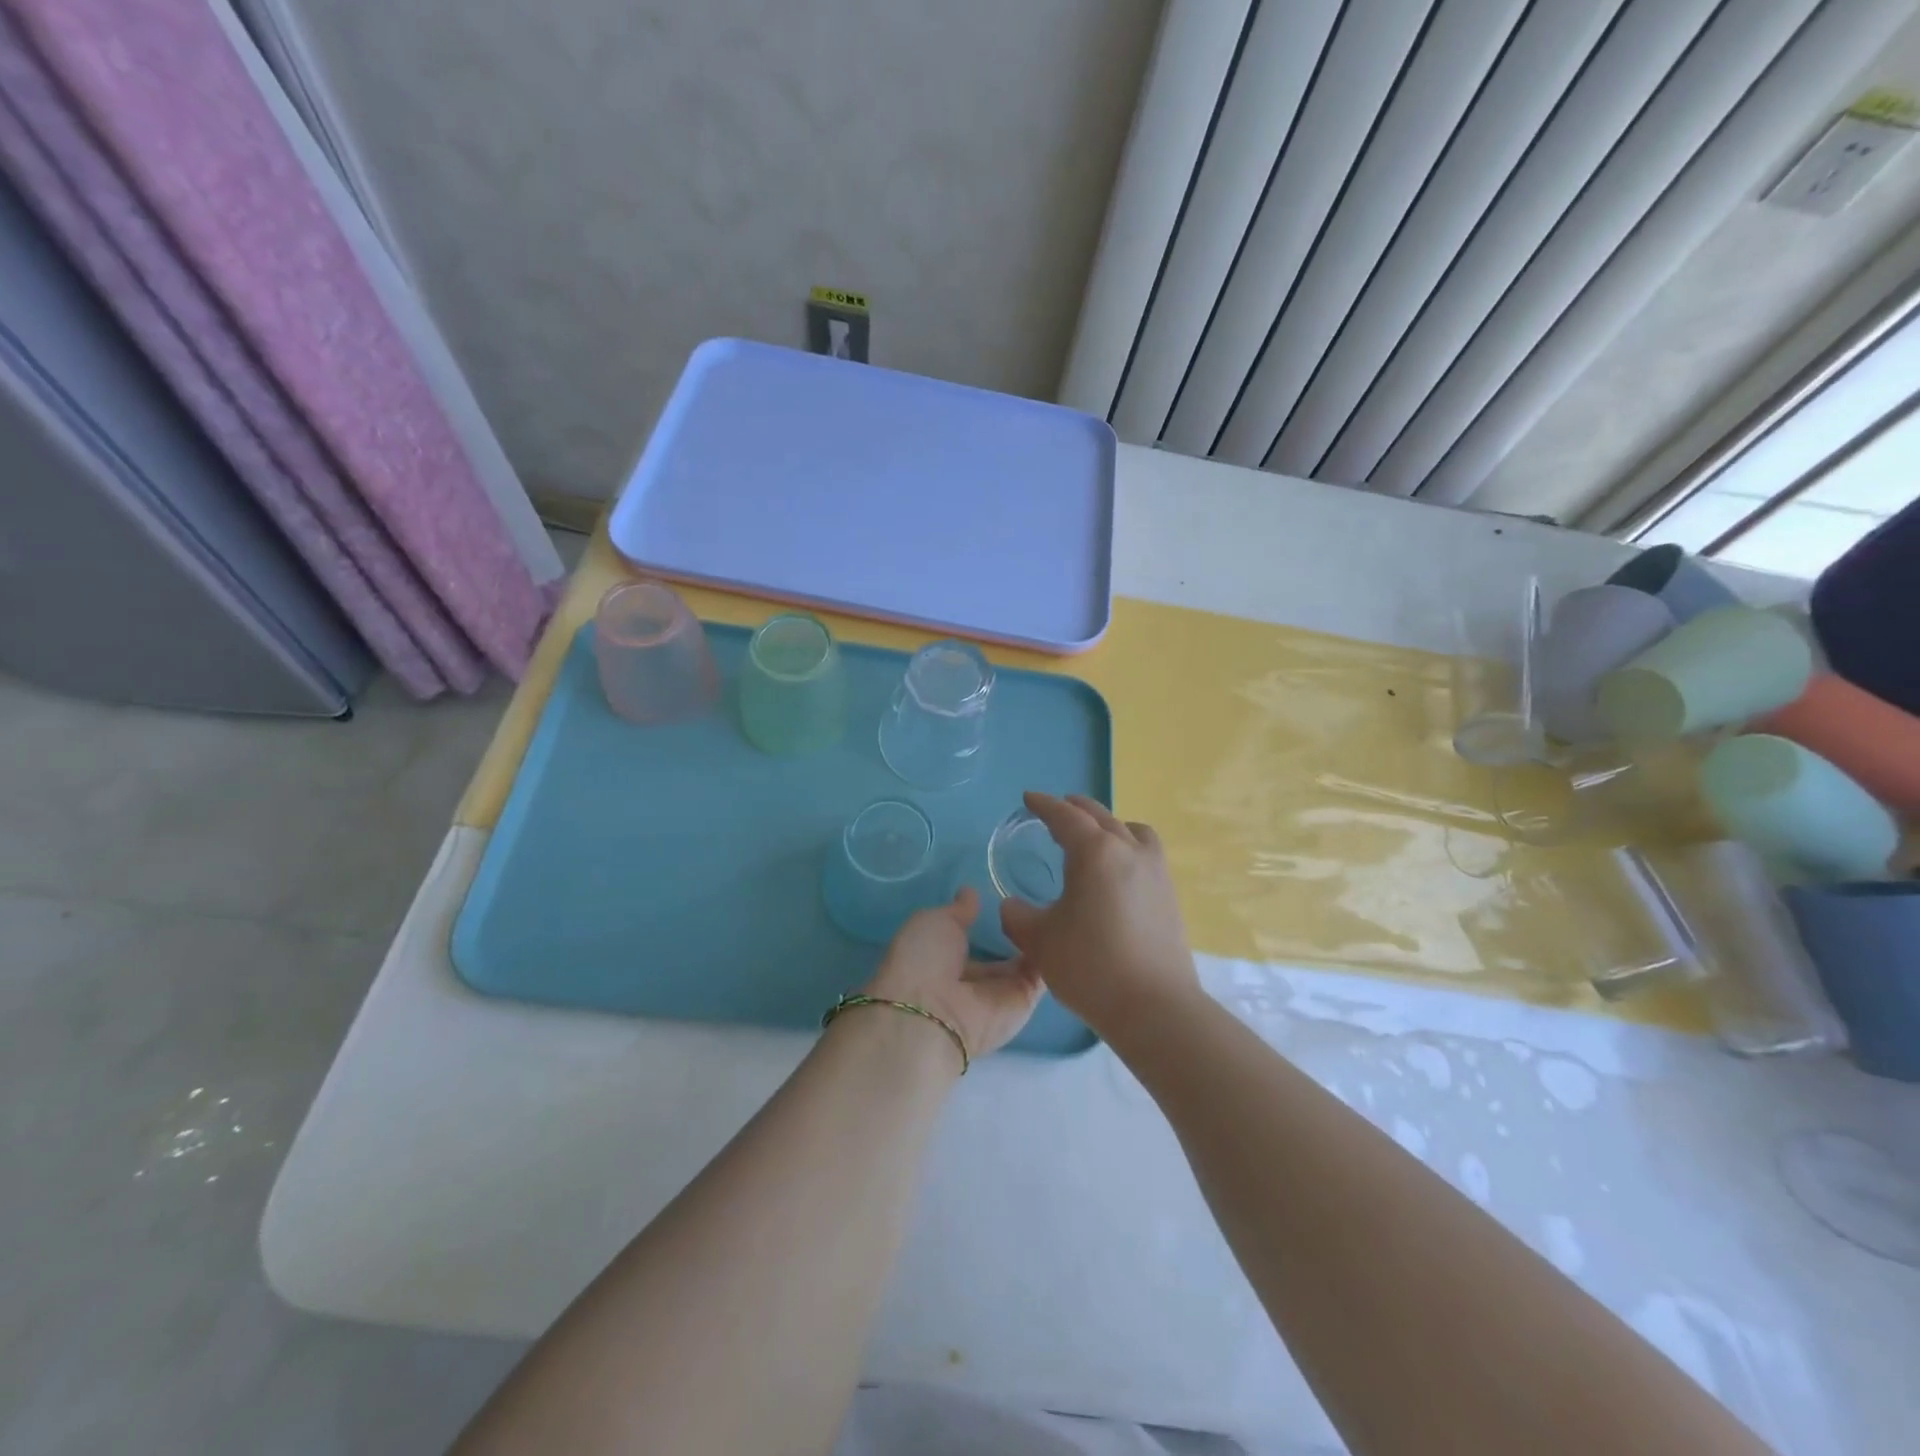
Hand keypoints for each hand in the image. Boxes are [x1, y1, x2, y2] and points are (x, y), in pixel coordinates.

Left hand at [864, 888, 1042, 1062]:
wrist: (935, 1012)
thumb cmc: (925, 959)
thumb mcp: (934, 922)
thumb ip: (958, 910)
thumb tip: (970, 892)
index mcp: (944, 960)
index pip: (970, 939)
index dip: (985, 921)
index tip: (1005, 898)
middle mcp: (974, 980)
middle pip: (1001, 954)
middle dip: (1017, 932)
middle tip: (1038, 902)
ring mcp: (1002, 993)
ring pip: (1026, 963)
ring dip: (1040, 940)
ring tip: (1054, 909)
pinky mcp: (1025, 1003)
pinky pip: (1042, 976)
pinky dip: (1053, 955)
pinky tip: (1061, 929)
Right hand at [999, 792, 1198, 1041]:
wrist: (1154, 1006)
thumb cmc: (1090, 966)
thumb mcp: (1039, 941)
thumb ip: (1017, 916)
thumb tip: (1013, 905)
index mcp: (1094, 852)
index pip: (1066, 816)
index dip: (1044, 805)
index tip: (1029, 798)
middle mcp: (1129, 850)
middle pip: (1100, 816)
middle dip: (1076, 809)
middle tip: (1057, 809)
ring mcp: (1155, 871)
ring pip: (1131, 830)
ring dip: (1109, 825)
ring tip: (1095, 838)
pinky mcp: (1170, 894)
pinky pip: (1146, 853)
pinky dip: (1127, 847)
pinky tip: (1118, 873)